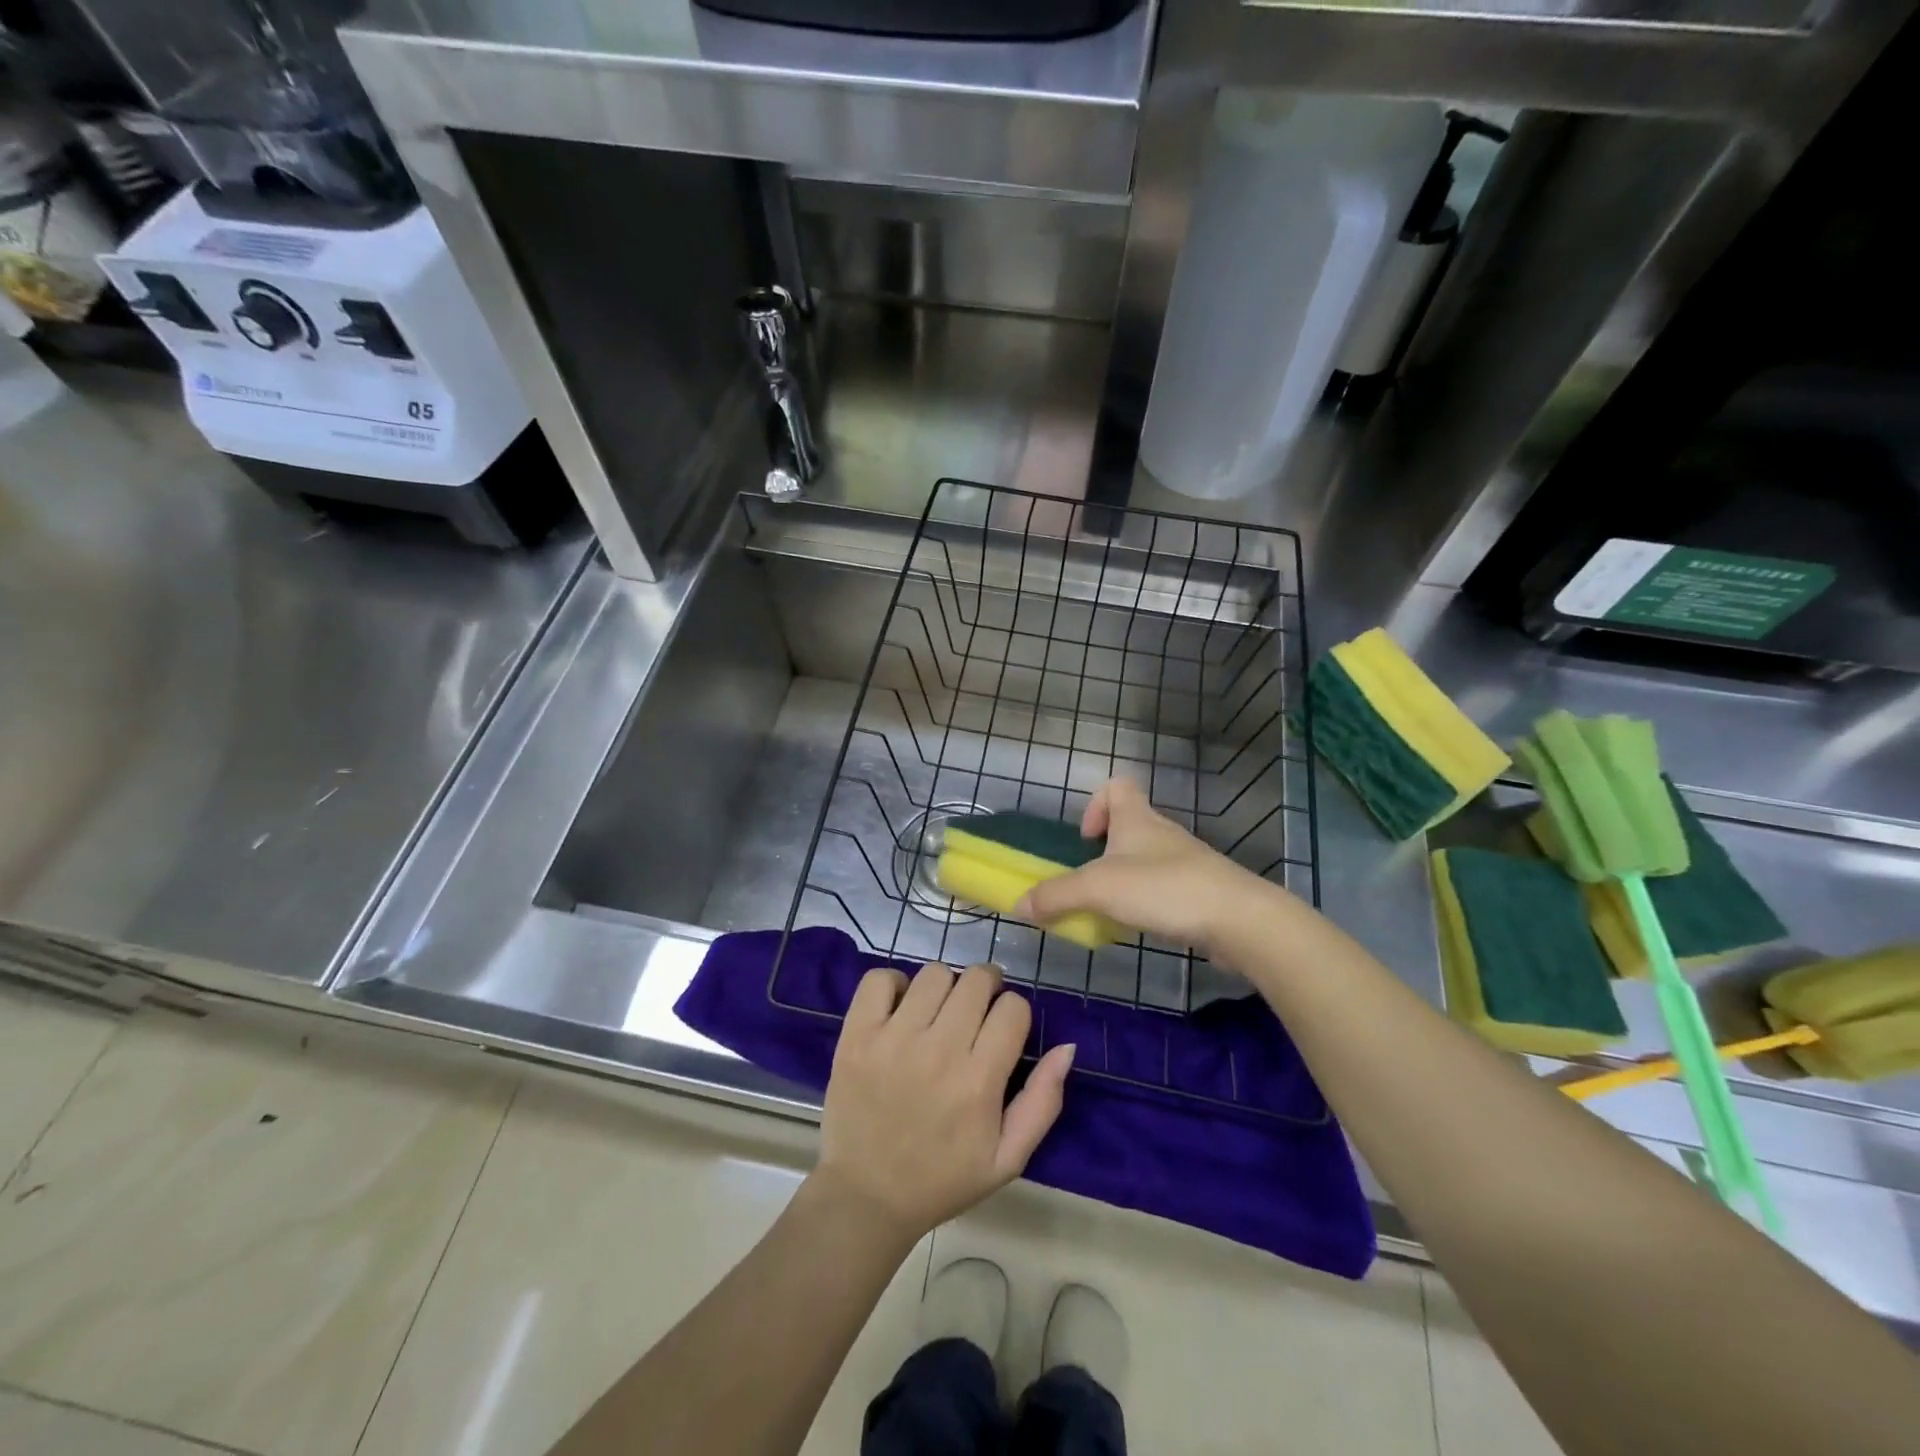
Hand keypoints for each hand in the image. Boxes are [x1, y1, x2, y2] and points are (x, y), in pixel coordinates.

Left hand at [815, 962, 1074, 1243]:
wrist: (866, 1197)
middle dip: (986, 988)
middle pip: (976, 980)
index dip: (1014, 1013)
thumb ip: (1043, 1101)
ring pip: (934, 973)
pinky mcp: (856, 1035)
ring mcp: (892, 1039)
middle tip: (975, 1011)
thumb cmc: (943, 1179)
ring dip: (945, 986)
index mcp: (979, 1082)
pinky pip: (880, 978)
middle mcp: (938, 1051)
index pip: (1013, 1008)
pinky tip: (900, 1008)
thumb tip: (1067, 1047)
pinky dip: (894, 984)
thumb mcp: (1007, 1158)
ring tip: (938, 1012)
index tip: (1002, 1029)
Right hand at [1018, 777, 1277, 951]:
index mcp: (1136, 819)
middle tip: (1090, 883)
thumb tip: (1019, 904)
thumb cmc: (1163, 888)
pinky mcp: (1200, 891)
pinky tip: (1139, 927)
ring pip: (1145, 861)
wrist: (1238, 919)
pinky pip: (1163, 889)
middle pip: (1128, 827)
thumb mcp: (1098, 889)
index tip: (1085, 839)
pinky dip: (1147, 903)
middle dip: (1104, 853)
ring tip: (1109, 911)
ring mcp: (1185, 862)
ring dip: (1123, 880)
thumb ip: (1056, 895)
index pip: (1117, 785)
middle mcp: (1161, 833)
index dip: (1095, 805)